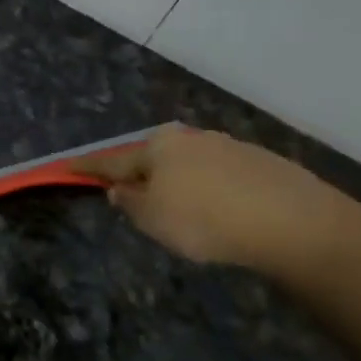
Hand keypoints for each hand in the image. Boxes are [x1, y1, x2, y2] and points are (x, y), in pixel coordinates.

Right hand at [73, 124, 360, 276]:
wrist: (294, 222)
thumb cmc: (205, 220)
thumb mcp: (151, 219)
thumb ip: (128, 202)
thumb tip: (120, 189)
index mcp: (157, 147)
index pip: (112, 160)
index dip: (88, 168)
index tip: (67, 166)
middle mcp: (191, 138)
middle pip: (154, 158)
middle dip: (142, 176)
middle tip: (134, 199)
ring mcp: (229, 146)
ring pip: (189, 166)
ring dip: (178, 184)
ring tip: (182, 213)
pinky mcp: (261, 163)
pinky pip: (220, 176)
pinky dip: (210, 191)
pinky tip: (219, 212)